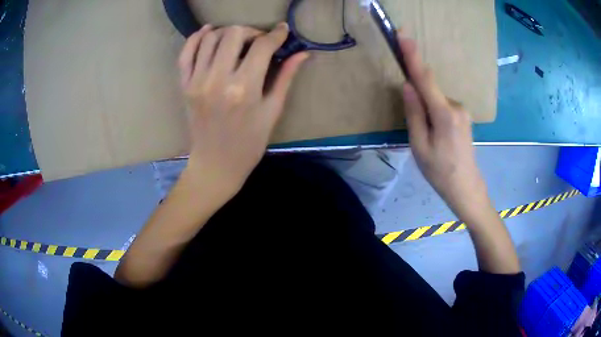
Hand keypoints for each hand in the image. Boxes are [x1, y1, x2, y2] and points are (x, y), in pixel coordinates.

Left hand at [178, 23, 308, 197]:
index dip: (276, 34)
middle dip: (251, 31)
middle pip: (234, 34)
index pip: (262, 47)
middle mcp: (217, 80)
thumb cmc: (249, 144)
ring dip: (227, 32)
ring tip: (237, 40)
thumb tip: (303, 53)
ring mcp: (196, 82)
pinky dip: (196, 38)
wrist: (215, 165)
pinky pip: (186, 53)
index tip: (282, 31)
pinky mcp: (184, 86)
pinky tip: (208, 32)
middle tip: (259, 41)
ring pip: (210, 38)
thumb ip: (286, 77)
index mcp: (244, 89)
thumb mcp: (273, 112)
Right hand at [398, 32, 487, 218]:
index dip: (412, 56)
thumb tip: (407, 86)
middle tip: (418, 129)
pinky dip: (434, 113)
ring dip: (426, 111)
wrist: (466, 188)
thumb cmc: (440, 171)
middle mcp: (456, 106)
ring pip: (435, 100)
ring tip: (429, 140)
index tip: (403, 35)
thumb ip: (414, 114)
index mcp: (444, 114)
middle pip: (429, 91)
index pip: (425, 78)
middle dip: (418, 99)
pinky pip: (442, 106)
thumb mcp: (419, 146)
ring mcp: (463, 111)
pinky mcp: (463, 116)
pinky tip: (437, 136)